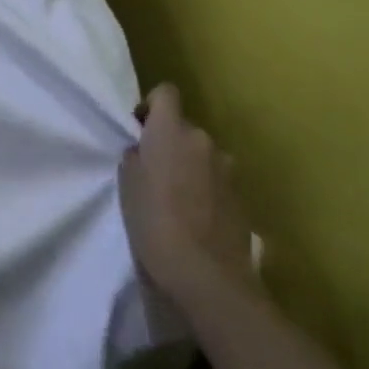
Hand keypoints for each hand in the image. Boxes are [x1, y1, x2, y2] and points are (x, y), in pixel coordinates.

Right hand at [117, 85, 252, 299]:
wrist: (206, 275)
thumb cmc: (154, 223)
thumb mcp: (127, 186)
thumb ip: (135, 158)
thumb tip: (143, 152)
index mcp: (171, 132)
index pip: (166, 93)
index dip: (151, 105)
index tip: (139, 129)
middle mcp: (203, 141)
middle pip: (184, 128)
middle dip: (169, 143)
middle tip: (152, 172)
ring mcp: (228, 169)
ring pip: (202, 155)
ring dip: (189, 167)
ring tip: (174, 199)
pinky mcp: (241, 197)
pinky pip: (216, 180)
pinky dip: (205, 190)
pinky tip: (194, 218)